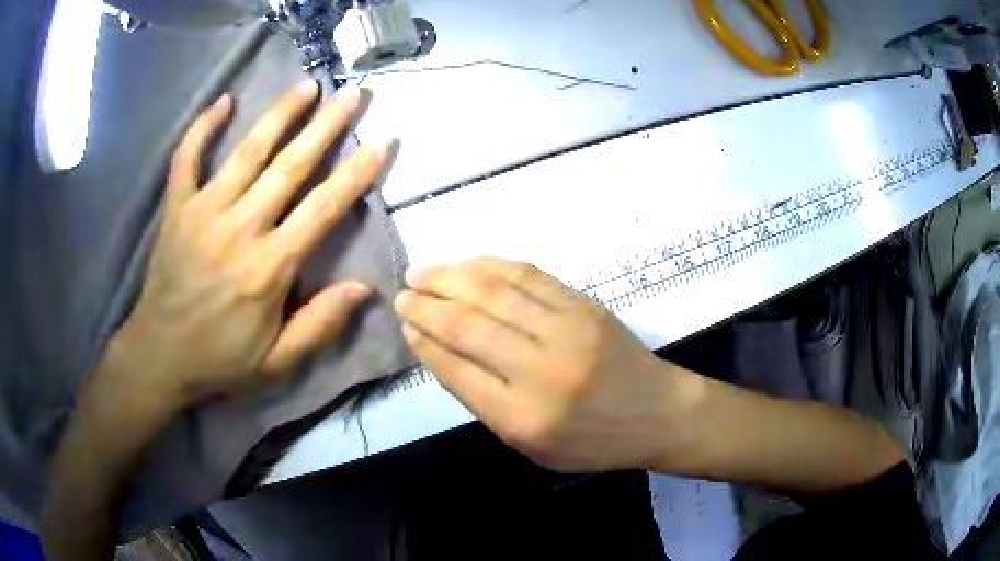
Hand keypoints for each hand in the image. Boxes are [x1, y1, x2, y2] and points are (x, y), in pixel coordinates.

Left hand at [113, 81, 388, 407]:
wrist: (160, 354)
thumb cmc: (220, 359)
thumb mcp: (277, 362)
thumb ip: (319, 326)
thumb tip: (363, 288)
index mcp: (269, 268)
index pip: (323, 208)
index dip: (356, 172)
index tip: (381, 140)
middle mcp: (240, 229)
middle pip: (290, 167)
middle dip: (326, 127)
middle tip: (353, 94)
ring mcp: (203, 212)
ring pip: (247, 152)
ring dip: (280, 115)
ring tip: (306, 86)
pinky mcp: (177, 208)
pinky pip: (187, 158)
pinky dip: (202, 128)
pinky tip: (223, 102)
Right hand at [394, 258, 696, 471]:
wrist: (657, 413)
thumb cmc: (592, 441)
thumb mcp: (531, 446)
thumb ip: (484, 402)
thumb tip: (439, 352)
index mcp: (523, 417)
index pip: (456, 370)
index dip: (425, 343)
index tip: (406, 325)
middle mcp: (540, 371)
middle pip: (468, 326)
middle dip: (427, 306)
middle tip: (403, 294)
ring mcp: (565, 331)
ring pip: (493, 292)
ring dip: (450, 278)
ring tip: (422, 273)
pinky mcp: (583, 305)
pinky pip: (527, 276)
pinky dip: (490, 265)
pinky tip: (467, 265)